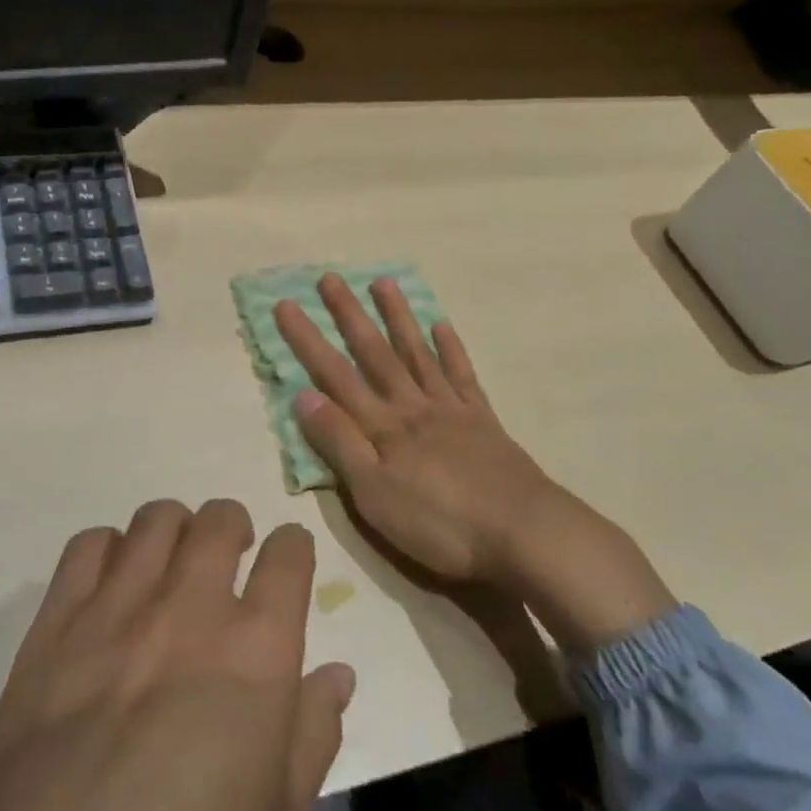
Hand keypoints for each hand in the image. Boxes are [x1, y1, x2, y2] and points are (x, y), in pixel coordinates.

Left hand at [0, 500, 352, 810]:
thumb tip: (337, 672)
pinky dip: (108, 550)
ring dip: (174, 531)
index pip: (289, 555)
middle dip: (233, 528)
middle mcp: (190, 608)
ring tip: (170, 565)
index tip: (285, 564)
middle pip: (220, 519)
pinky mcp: (57, 619)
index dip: (293, 551)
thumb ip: (314, 732)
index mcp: (257, 652)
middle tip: (227, 558)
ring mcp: (118, 606)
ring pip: (156, 519)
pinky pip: (88, 545)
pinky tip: (110, 586)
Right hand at [273, 275, 675, 654]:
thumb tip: (304, 396)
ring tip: (383, 283)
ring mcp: (450, 409)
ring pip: (417, 354)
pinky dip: (451, 349)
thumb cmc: (440, 523)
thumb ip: (340, 443)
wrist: (524, 533)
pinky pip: (462, 376)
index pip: (335, 375)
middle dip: (349, 315)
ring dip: (398, 318)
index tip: (286, 304)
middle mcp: (412, 406)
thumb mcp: (374, 494)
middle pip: (375, 353)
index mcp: (382, 426)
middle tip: (331, 278)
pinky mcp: (482, 421)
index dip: (307, 340)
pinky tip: (442, 326)